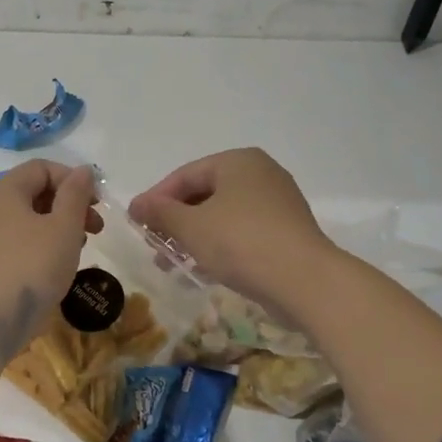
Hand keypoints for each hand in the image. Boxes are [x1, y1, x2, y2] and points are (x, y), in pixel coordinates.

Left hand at [0, 161, 101, 362]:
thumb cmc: (32, 267)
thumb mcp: (64, 228)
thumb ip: (76, 194)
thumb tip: (83, 170)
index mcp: (4, 190)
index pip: (42, 168)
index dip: (73, 180)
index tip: (97, 204)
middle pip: (33, 192)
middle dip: (68, 205)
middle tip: (95, 229)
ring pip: (24, 218)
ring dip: (55, 226)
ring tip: (78, 249)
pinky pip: (13, 240)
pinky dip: (37, 244)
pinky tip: (53, 266)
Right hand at [129, 148, 337, 313]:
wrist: (305, 281)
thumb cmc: (241, 242)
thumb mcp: (190, 226)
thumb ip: (160, 212)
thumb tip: (137, 205)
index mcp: (238, 161)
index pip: (185, 175)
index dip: (156, 199)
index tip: (135, 223)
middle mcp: (261, 173)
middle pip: (204, 194)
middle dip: (175, 221)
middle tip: (153, 245)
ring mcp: (278, 202)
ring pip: (223, 215)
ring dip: (194, 237)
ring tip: (173, 263)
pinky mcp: (287, 231)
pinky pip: (243, 231)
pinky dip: (220, 245)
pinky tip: (204, 269)